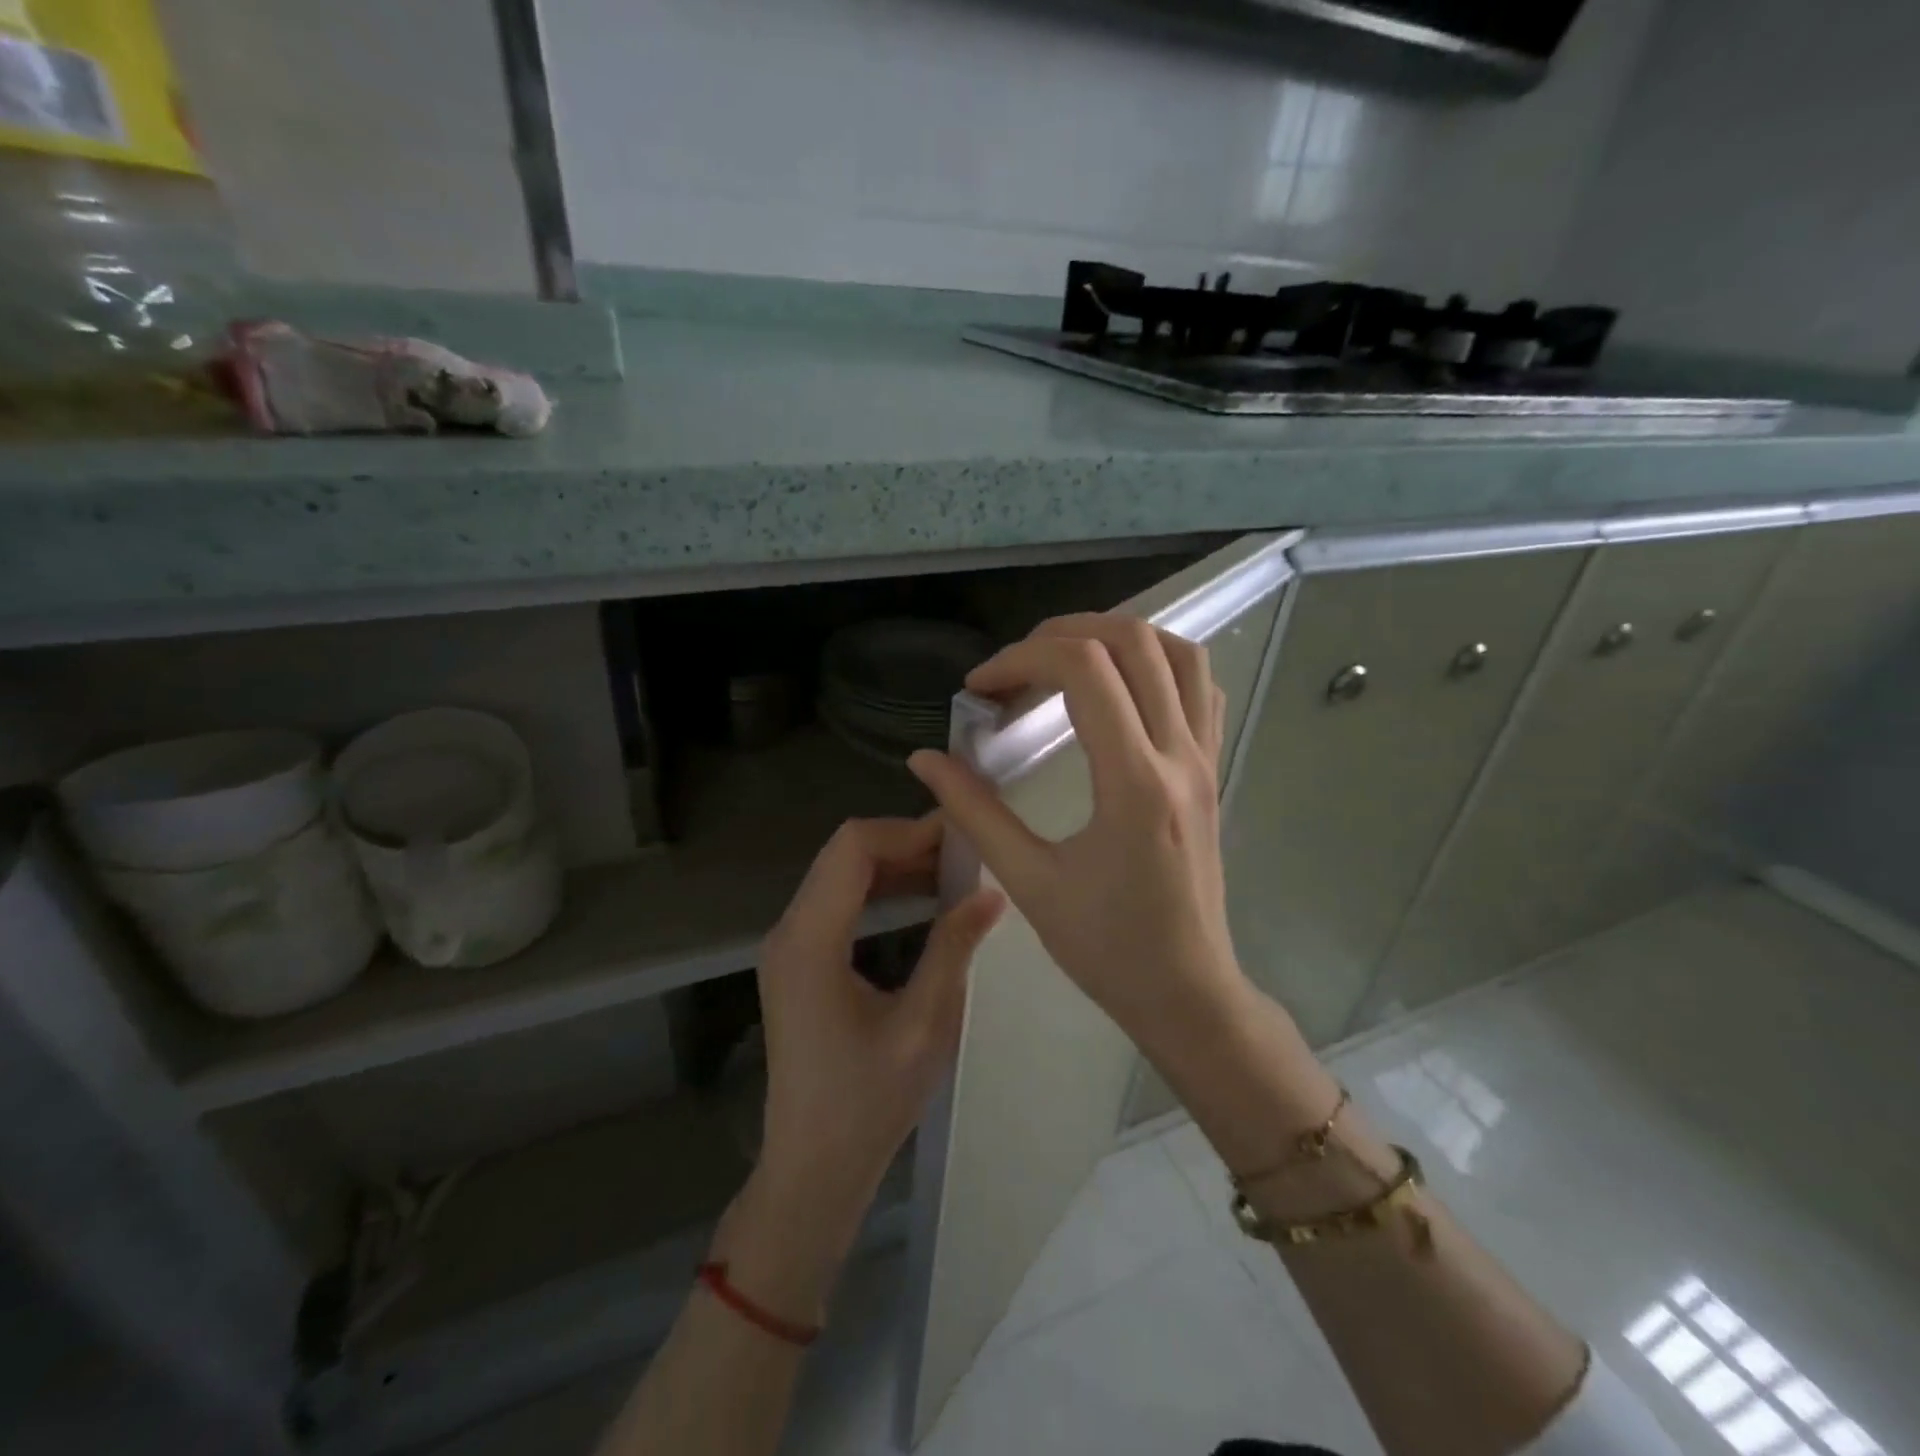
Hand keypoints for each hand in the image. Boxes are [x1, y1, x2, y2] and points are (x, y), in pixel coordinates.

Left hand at [730, 816, 1003, 1311]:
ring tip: (953, 869)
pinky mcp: (797, 962)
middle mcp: (789, 931)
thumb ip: (952, 949)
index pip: (853, 847)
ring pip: (839, 873)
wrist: (812, 1169)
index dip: (907, 830)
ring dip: (894, 863)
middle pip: (843, 853)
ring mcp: (788, 946)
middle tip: (965, 850)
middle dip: (904, 841)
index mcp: (810, 941)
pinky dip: (879, 888)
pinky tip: (921, 899)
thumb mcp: (923, 1026)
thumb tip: (991, 892)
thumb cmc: (867, 1105)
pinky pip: (837, 901)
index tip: (961, 836)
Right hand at [906, 614, 1249, 1062]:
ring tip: (1062, 661)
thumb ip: (975, 812)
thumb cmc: (1107, 948)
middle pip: (1133, 641)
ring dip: (1116, 637)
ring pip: (1178, 653)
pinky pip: (1199, 688)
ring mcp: (1205, 759)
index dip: (1020, 659)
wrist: (1187, 992)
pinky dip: (1157, 663)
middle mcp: (1179, 756)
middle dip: (1062, 633)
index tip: (979, 689)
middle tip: (1013, 667)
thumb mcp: (1030, 882)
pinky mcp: (1212, 770)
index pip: (1084, 670)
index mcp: (1133, 783)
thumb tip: (925, 759)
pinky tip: (1118, 688)